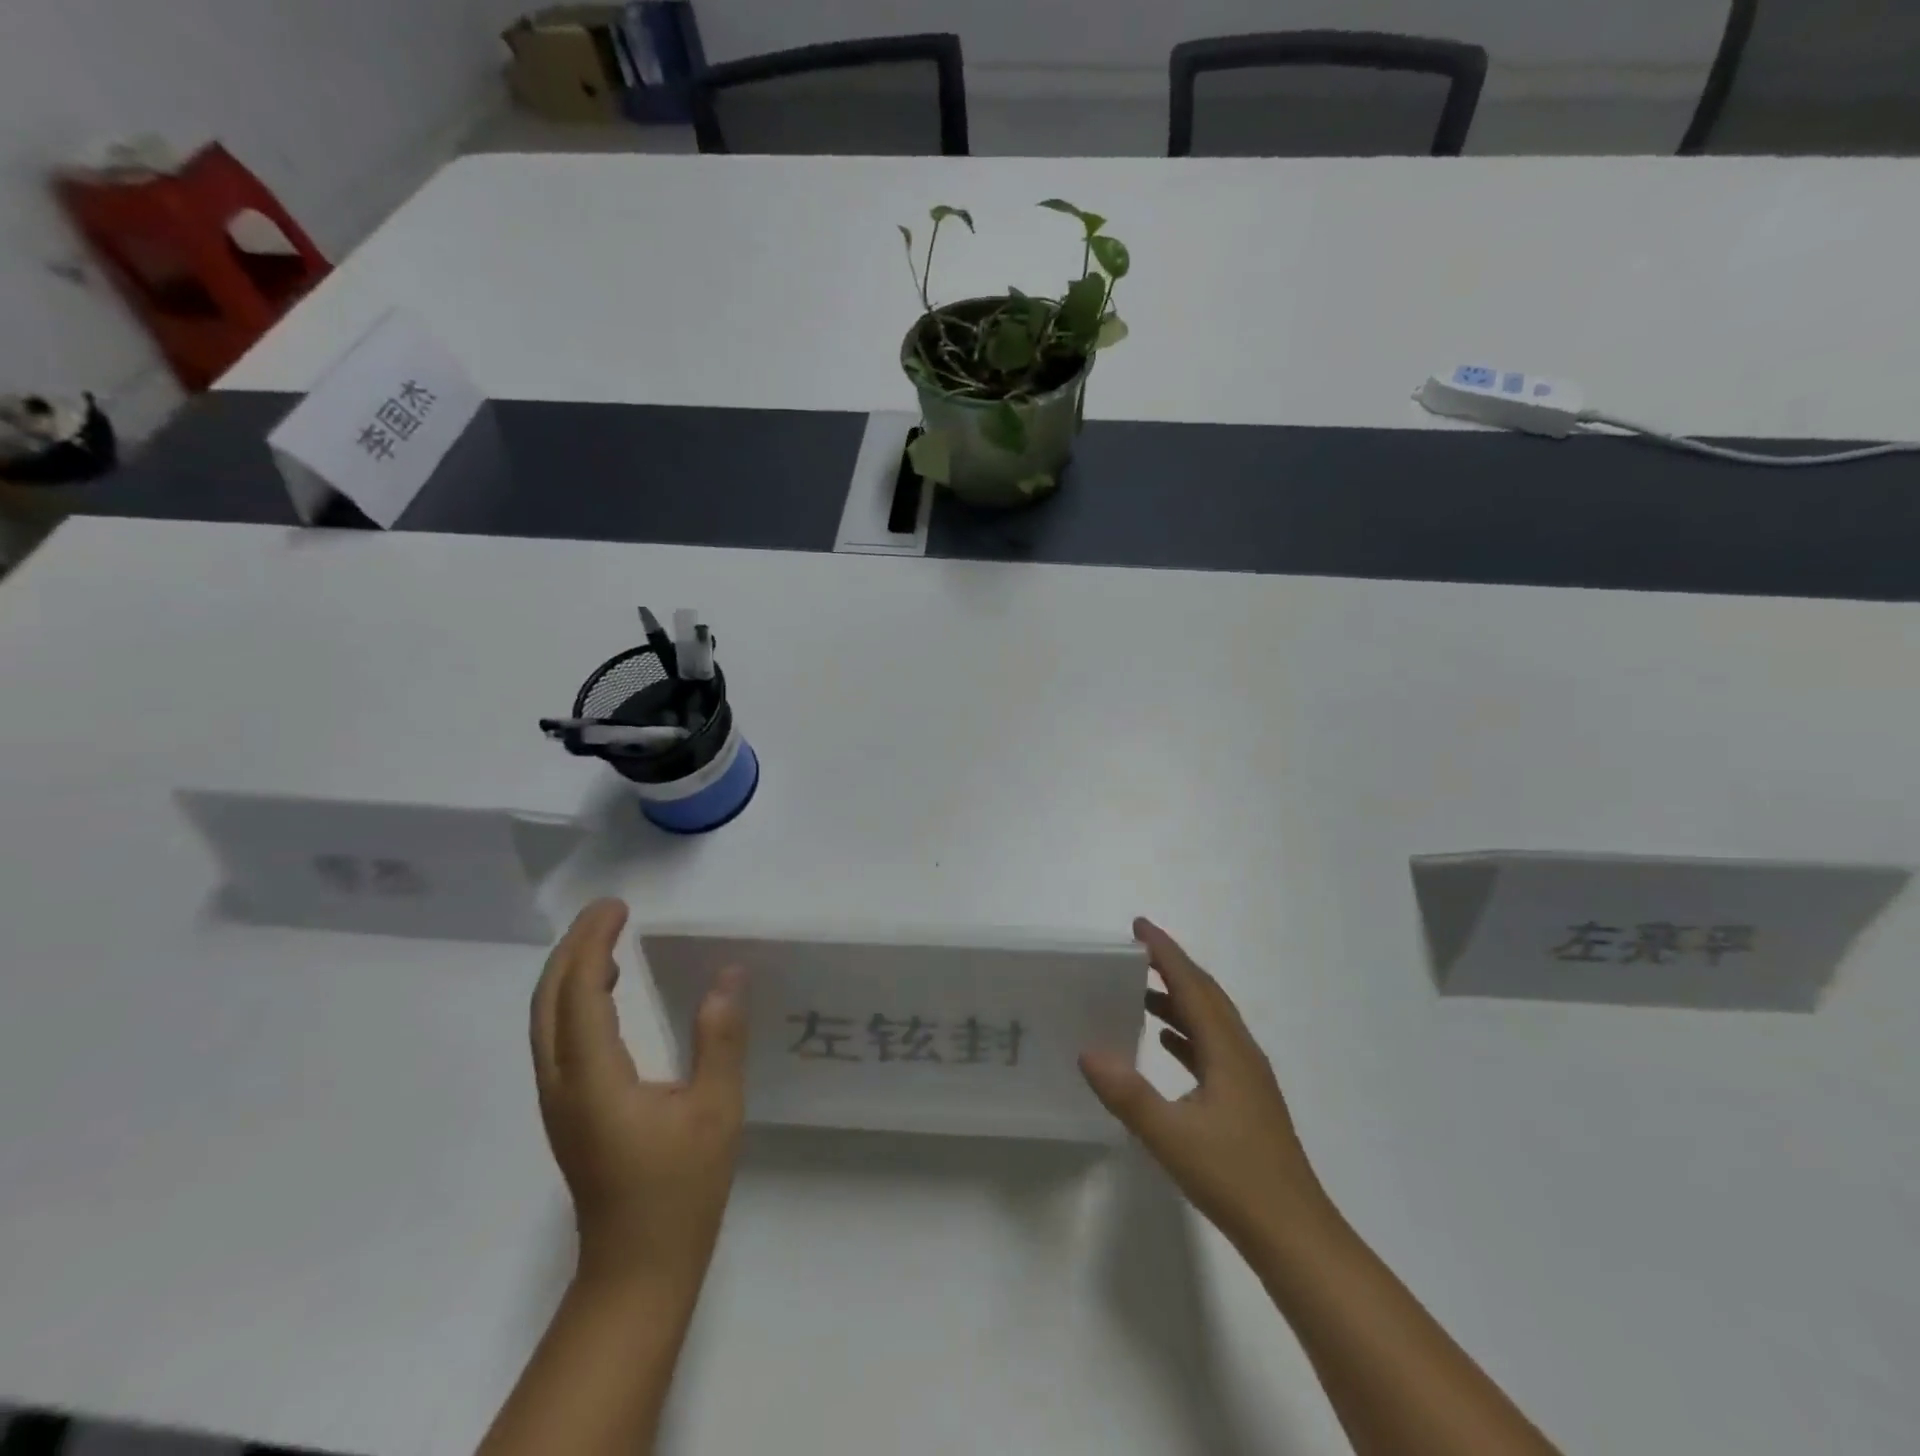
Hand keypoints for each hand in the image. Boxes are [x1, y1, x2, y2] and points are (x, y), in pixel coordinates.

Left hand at [530, 898, 746, 1293]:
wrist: (637, 1269)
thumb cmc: (681, 1189)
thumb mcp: (716, 1109)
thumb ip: (720, 1038)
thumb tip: (728, 975)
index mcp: (594, 1080)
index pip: (580, 993)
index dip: (593, 943)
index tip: (618, 907)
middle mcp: (562, 1084)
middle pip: (548, 1000)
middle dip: (573, 948)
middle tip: (610, 911)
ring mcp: (558, 1100)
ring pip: (545, 1020)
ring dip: (570, 971)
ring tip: (609, 940)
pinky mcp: (567, 1110)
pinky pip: (557, 1038)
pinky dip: (573, 1000)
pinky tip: (608, 994)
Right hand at [1080, 918, 1327, 1249]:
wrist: (1295, 1236)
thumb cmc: (1235, 1180)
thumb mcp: (1172, 1137)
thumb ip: (1128, 1094)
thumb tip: (1087, 1051)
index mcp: (1228, 1051)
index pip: (1192, 985)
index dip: (1166, 952)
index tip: (1138, 926)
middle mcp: (1241, 1053)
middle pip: (1205, 994)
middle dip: (1172, 966)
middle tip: (1135, 950)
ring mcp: (1247, 1077)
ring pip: (1210, 1021)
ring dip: (1178, 998)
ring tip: (1139, 990)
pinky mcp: (1246, 1099)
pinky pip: (1211, 1046)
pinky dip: (1186, 1032)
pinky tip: (1165, 1042)